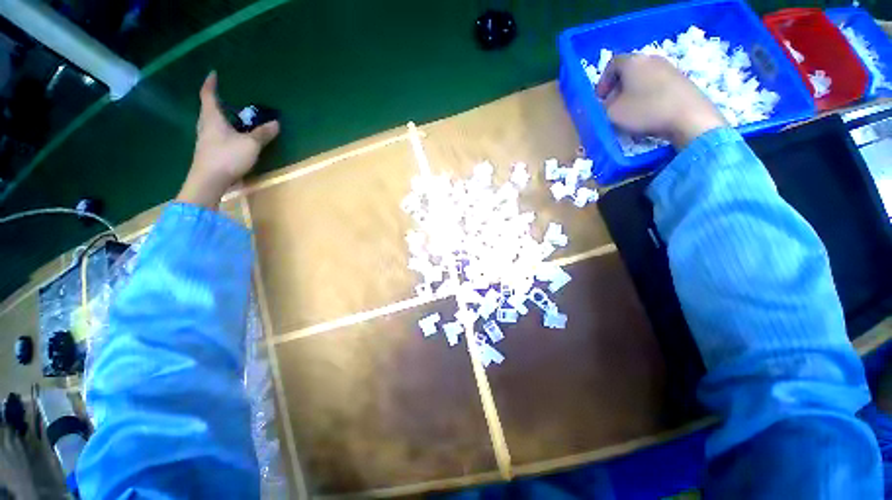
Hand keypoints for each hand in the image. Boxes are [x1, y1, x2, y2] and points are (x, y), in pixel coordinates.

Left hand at [176, 72, 279, 207]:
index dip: (210, 83)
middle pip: (208, 109)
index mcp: (212, 118)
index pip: (208, 95)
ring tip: (233, 118)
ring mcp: (205, 140)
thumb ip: (263, 134)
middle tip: (228, 98)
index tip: (213, 74)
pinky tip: (232, 137)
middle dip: (217, 102)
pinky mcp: (208, 152)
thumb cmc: (227, 157)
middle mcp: (205, 126)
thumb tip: (275, 123)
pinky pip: (216, 135)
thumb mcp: (251, 144)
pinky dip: (223, 131)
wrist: (209, 181)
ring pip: (212, 123)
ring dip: (220, 118)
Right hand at [597, 54, 725, 148]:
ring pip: (643, 78)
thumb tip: (603, 105)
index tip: (598, 99)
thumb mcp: (612, 113)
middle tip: (611, 106)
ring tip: (629, 111)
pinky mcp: (681, 80)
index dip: (602, 82)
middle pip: (628, 70)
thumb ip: (602, 108)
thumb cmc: (646, 110)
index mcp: (633, 62)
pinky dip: (647, 96)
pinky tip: (647, 112)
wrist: (689, 116)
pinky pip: (656, 85)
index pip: (612, 64)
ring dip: (632, 93)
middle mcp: (651, 59)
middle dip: (617, 88)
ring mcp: (669, 68)